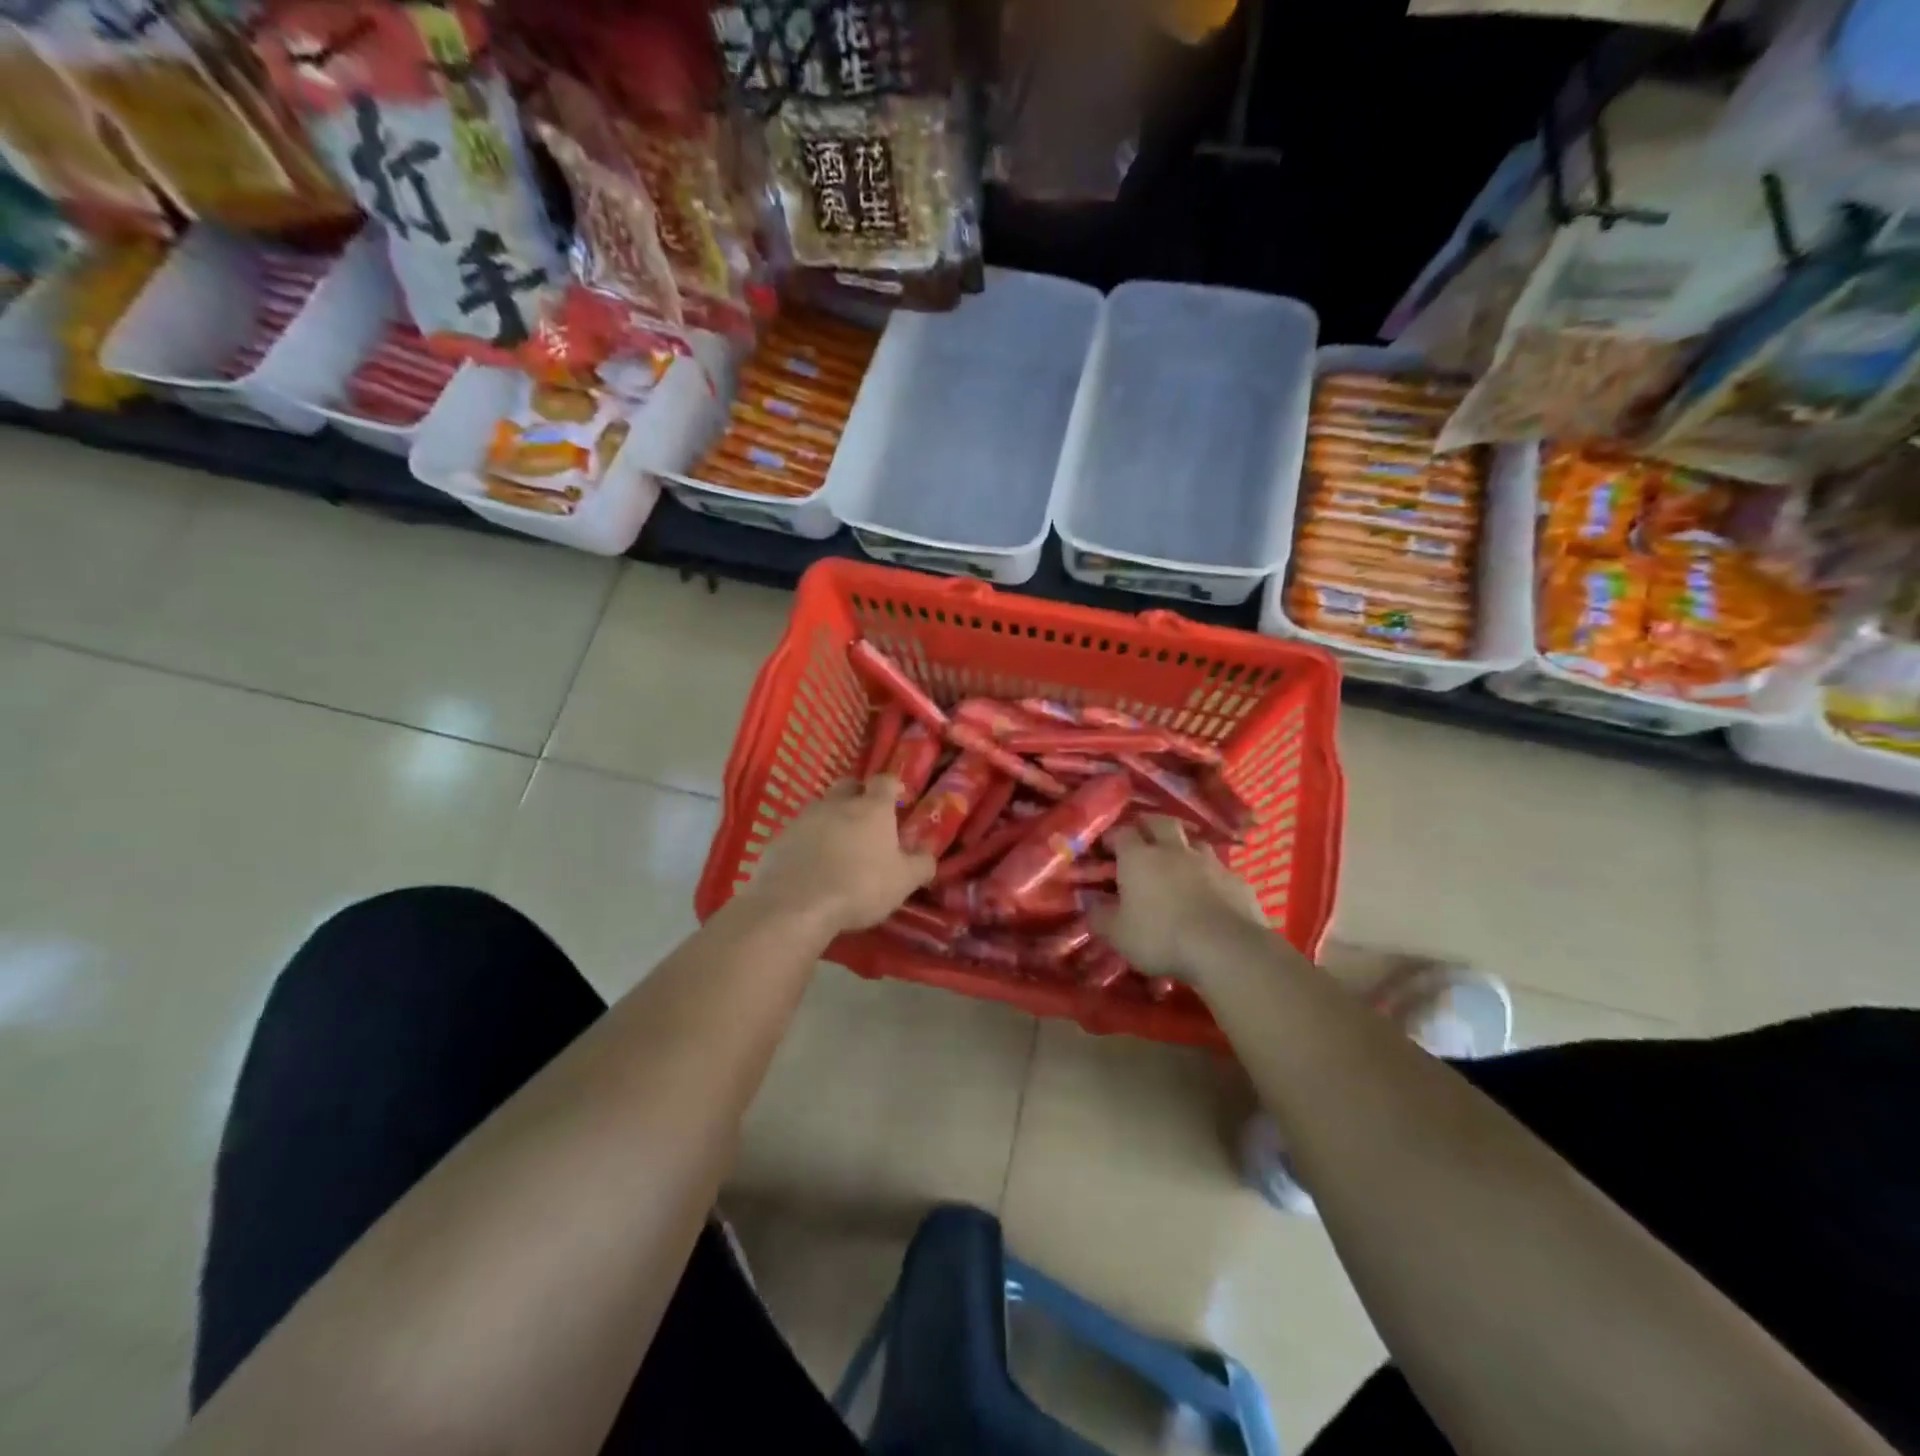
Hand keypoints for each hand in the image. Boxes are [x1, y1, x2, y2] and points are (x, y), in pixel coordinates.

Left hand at [740, 776, 934, 936]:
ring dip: (831, 819)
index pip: (885, 781)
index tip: (897, 799)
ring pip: (822, 808)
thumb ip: (921, 865)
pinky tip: (811, 865)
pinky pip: (799, 832)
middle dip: (858, 795)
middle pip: (849, 785)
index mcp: (872, 809)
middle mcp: (838, 804)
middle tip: (866, 817)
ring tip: (837, 845)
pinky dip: (808, 842)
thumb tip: (928, 856)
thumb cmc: (859, 887)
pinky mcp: (779, 838)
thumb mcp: (903, 882)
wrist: (795, 905)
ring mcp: (805, 818)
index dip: (892, 786)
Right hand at [1089, 815, 1266, 980]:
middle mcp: (1173, 850)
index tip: (1106, 849)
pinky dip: (1210, 875)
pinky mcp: (1236, 880)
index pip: (1122, 832)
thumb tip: (1089, 901)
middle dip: (1149, 826)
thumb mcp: (1118, 934)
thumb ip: (1099, 915)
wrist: (1225, 948)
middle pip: (1160, 822)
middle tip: (1142, 840)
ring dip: (1183, 846)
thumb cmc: (1161, 937)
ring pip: (1194, 841)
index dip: (1113, 837)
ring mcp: (1209, 862)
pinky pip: (1219, 869)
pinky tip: (1210, 891)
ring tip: (1178, 862)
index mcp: (1139, 858)